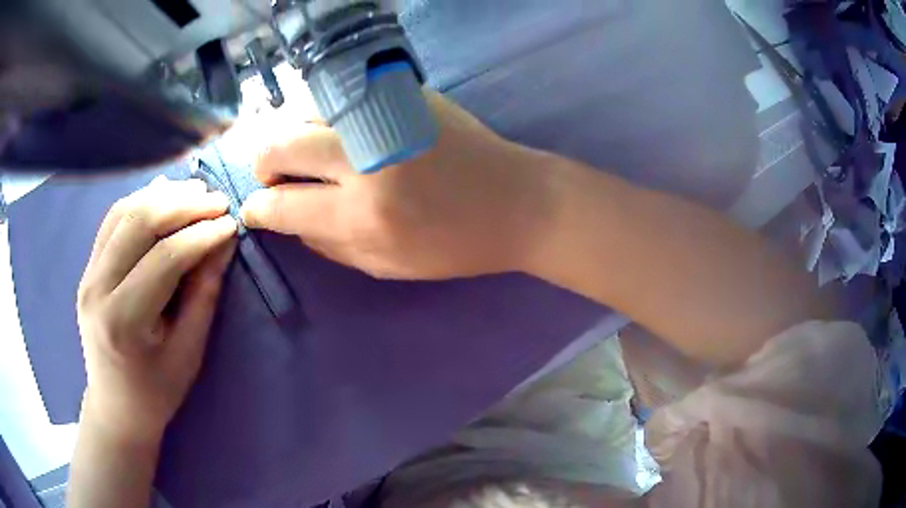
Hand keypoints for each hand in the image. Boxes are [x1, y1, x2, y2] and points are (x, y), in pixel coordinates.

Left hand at [76, 177, 236, 445]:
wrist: (116, 406)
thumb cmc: (158, 391)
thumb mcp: (188, 353)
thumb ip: (203, 294)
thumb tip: (223, 243)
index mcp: (124, 320)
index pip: (164, 258)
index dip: (201, 235)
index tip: (232, 222)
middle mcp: (98, 289)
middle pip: (139, 223)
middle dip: (183, 204)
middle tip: (217, 200)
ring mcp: (88, 275)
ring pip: (123, 212)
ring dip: (162, 196)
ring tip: (195, 192)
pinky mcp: (87, 269)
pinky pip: (112, 221)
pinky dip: (140, 202)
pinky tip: (163, 195)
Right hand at [241, 91, 555, 279]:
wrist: (517, 201)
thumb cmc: (454, 245)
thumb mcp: (385, 266)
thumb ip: (326, 245)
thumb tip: (285, 221)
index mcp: (362, 216)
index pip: (279, 206)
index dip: (257, 208)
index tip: (254, 208)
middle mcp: (364, 160)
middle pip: (277, 146)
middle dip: (263, 165)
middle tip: (274, 176)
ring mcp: (384, 116)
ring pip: (302, 111)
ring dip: (291, 134)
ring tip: (304, 153)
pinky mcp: (403, 92)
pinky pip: (338, 95)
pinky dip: (322, 113)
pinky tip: (334, 130)